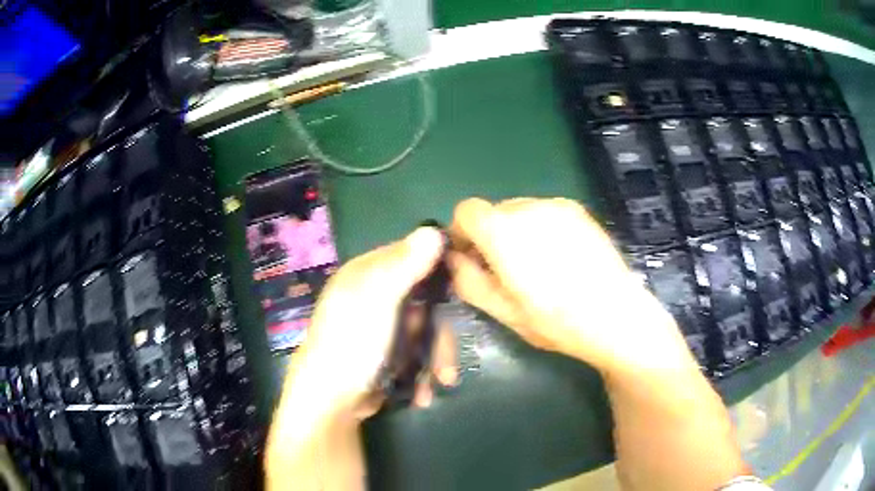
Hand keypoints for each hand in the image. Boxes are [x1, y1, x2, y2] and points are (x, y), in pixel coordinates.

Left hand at [288, 227, 457, 415]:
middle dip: (440, 336)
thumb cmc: (352, 344)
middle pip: (424, 302)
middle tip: (448, 362)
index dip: (440, 270)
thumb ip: (405, 265)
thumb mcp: (378, 300)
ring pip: (423, 331)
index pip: (412, 256)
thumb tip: (433, 229)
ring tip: (440, 383)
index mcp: (367, 274)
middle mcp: (373, 296)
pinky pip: (414, 353)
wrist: (330, 402)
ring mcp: (379, 327)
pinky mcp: (384, 353)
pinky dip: (422, 372)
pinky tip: (422, 392)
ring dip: (435, 360)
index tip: (465, 290)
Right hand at [447, 198, 696, 375]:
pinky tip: (560, 258)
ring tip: (539, 267)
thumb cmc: (557, 321)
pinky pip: (545, 212)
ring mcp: (557, 205)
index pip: (466, 210)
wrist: (616, 316)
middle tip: (507, 271)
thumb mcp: (503, 312)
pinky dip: (540, 228)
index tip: (472, 259)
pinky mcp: (578, 210)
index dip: (462, 234)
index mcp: (504, 232)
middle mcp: (529, 207)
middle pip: (494, 211)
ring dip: (517, 232)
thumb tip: (454, 259)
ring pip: (520, 211)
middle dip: (490, 235)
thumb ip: (469, 281)